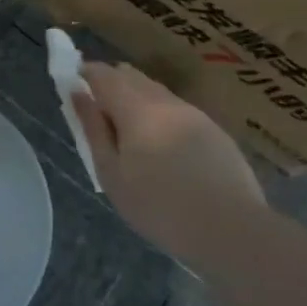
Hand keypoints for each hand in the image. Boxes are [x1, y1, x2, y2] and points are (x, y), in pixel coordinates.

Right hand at [72, 62, 267, 259]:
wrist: (232, 232)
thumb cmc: (159, 207)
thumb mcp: (111, 174)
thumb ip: (93, 129)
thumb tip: (78, 93)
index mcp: (137, 109)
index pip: (104, 75)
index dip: (85, 73)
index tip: (74, 86)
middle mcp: (167, 102)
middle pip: (132, 77)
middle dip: (111, 84)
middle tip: (98, 113)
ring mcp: (196, 115)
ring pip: (157, 92)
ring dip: (136, 99)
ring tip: (128, 133)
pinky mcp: (216, 132)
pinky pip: (178, 111)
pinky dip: (160, 116)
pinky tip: (162, 148)